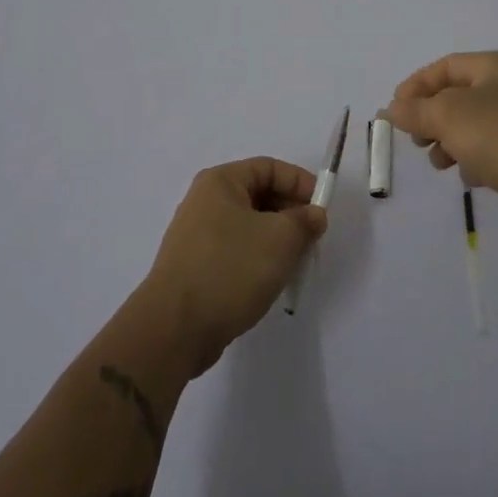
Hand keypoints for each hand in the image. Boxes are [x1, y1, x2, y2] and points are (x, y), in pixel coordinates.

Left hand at [139, 158, 327, 376]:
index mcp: (220, 182)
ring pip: (249, 226)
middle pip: (258, 195)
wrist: (175, 328)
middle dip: (290, 213)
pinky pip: (236, 250)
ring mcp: (197, 235)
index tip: (322, 208)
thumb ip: (304, 221)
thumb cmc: (230, 269)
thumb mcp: (280, 239)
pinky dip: (258, 259)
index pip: (269, 168)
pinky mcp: (195, 266)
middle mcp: (204, 201)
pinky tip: (270, 281)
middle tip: (312, 238)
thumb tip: (314, 215)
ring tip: (295, 262)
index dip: (300, 183)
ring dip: (276, 239)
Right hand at [387, 51, 497, 231]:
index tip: (395, 111)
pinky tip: (470, 177)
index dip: (416, 86)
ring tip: (440, 163)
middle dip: (431, 118)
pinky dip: (474, 159)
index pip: (445, 66)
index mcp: (495, 65)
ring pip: (472, 125)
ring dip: (449, 142)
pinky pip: (491, 149)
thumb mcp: (447, 116)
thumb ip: (415, 110)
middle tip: (417, 140)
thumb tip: (391, 109)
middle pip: (457, 96)